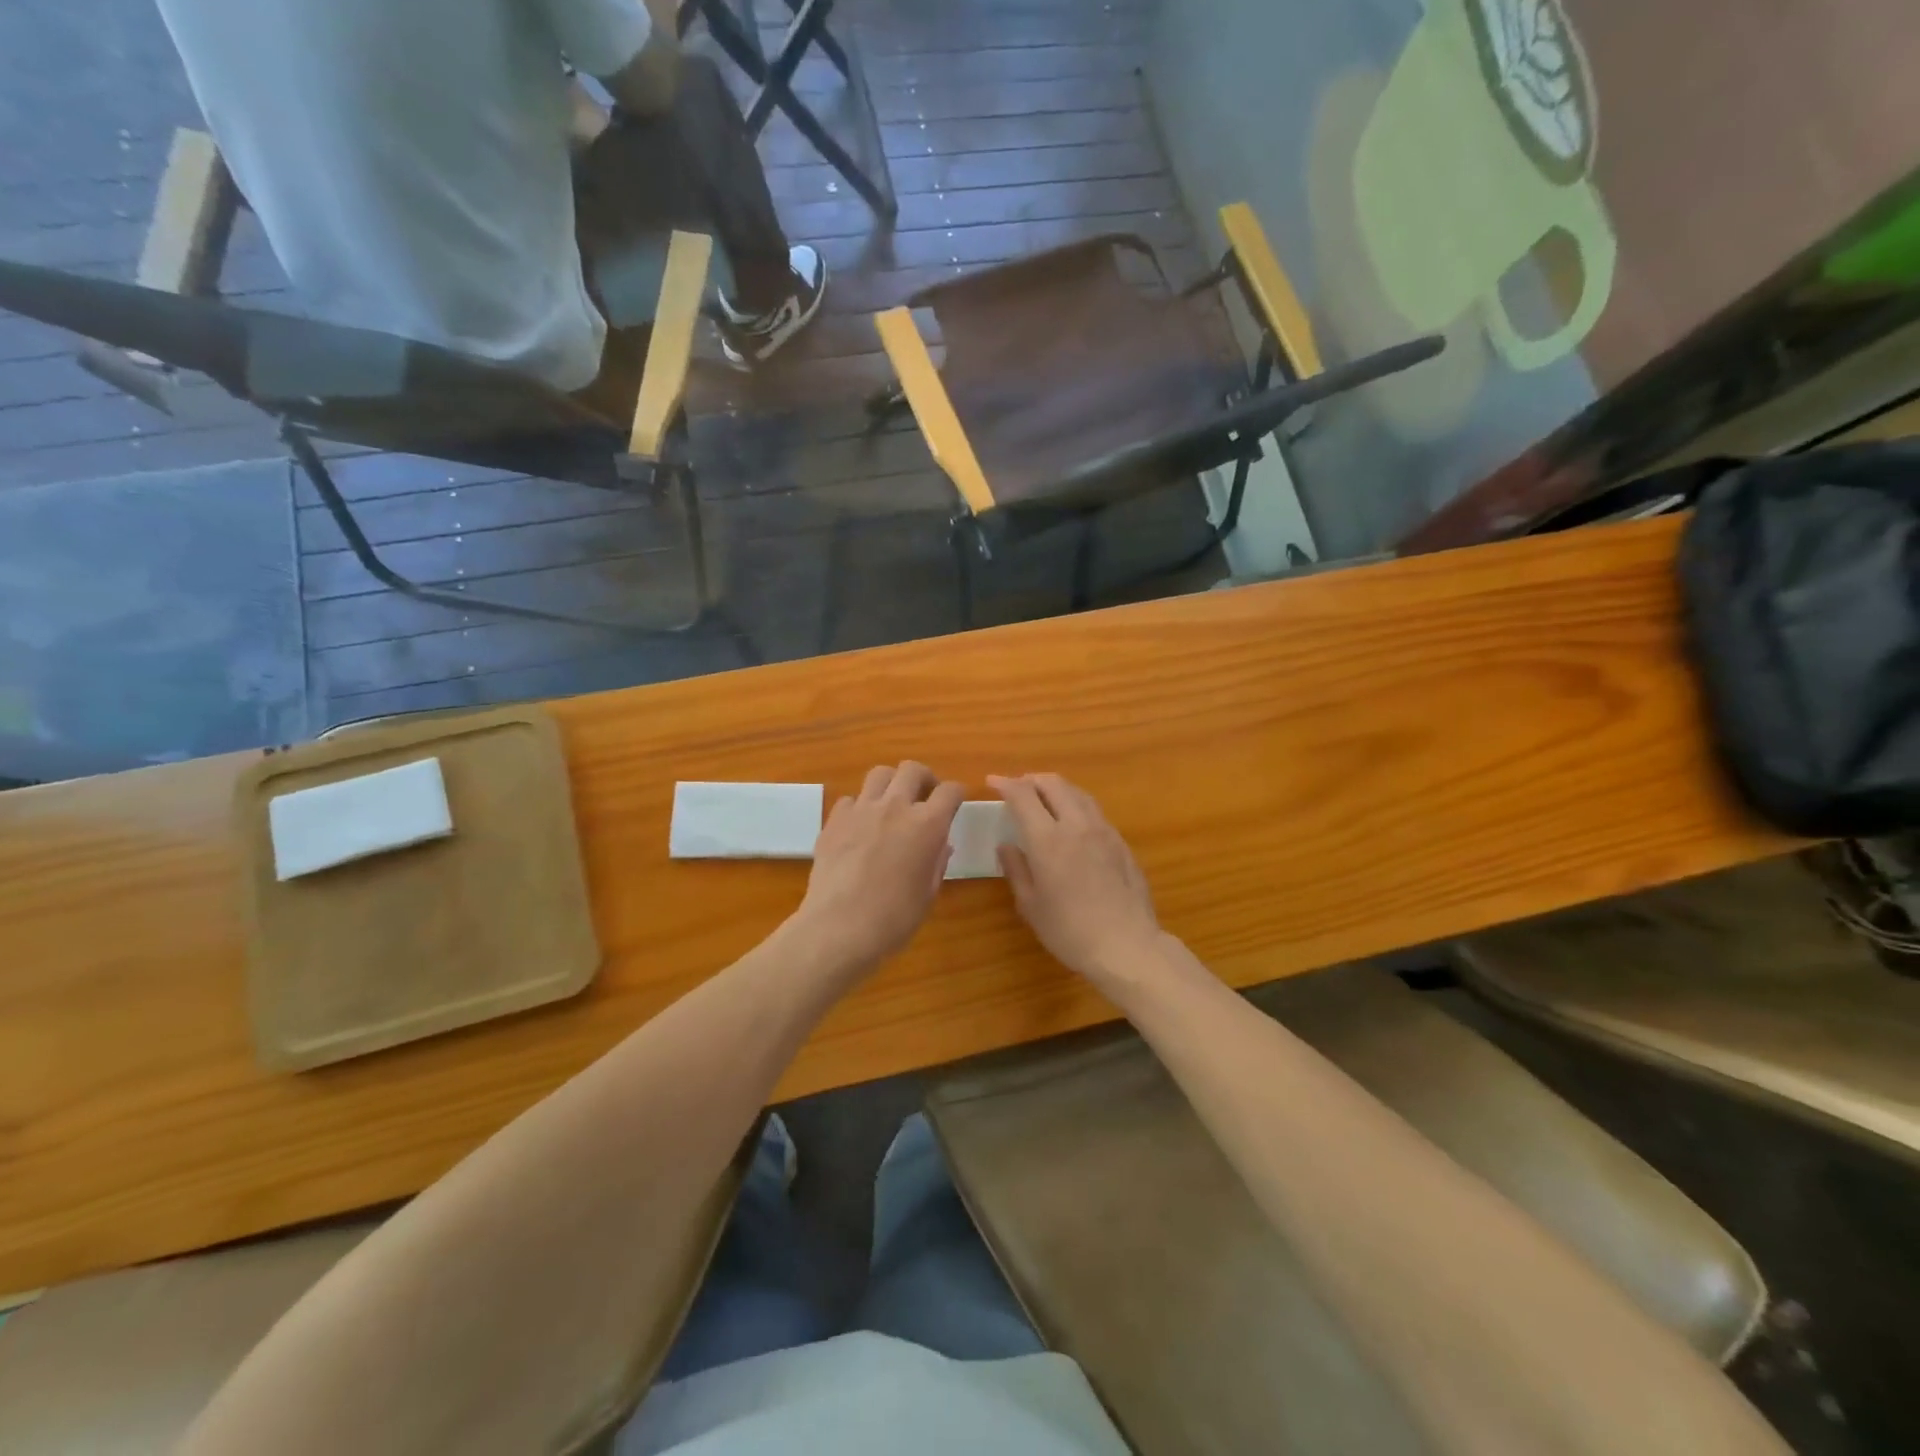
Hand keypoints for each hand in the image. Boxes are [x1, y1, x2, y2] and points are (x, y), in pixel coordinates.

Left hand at [790, 762, 963, 980]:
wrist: (839, 928)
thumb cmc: (893, 918)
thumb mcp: (927, 894)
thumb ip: (937, 863)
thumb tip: (941, 845)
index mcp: (927, 825)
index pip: (949, 791)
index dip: (956, 793)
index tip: (956, 801)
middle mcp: (895, 807)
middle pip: (912, 769)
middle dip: (924, 778)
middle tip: (924, 796)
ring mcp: (861, 810)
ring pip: (879, 774)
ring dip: (891, 783)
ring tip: (891, 803)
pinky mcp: (834, 820)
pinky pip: (850, 799)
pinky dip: (859, 807)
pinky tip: (860, 827)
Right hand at [989, 773, 1163, 984]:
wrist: (1127, 945)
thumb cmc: (1070, 931)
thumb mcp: (1030, 905)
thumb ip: (1016, 869)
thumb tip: (1006, 845)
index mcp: (1047, 839)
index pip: (1023, 795)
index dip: (1005, 784)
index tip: (992, 783)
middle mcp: (1076, 825)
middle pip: (1053, 784)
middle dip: (1031, 779)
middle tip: (1017, 788)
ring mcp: (1103, 831)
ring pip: (1078, 793)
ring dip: (1056, 788)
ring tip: (1044, 798)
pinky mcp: (1121, 842)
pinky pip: (1094, 811)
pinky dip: (1076, 805)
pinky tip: (1072, 822)